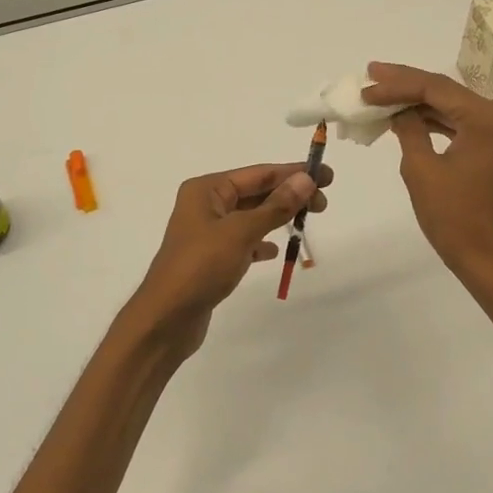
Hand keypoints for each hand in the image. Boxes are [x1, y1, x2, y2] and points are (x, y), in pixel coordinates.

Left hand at [123, 161, 331, 354]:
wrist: (166, 319)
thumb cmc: (201, 267)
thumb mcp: (241, 233)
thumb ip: (275, 206)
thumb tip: (306, 180)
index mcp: (206, 190)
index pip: (258, 174)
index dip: (293, 174)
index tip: (325, 176)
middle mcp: (205, 205)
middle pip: (255, 192)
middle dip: (288, 195)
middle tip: (323, 204)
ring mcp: (207, 232)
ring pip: (251, 217)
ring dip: (278, 217)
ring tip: (307, 221)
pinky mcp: (211, 258)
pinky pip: (243, 241)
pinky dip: (261, 242)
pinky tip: (276, 251)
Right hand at [361, 62, 492, 290]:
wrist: (490, 259)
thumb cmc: (454, 218)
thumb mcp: (422, 170)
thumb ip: (408, 130)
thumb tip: (397, 111)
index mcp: (486, 118)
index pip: (435, 88)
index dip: (396, 85)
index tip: (366, 86)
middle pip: (445, 91)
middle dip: (405, 84)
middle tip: (370, 75)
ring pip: (451, 106)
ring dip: (416, 101)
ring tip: (380, 93)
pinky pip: (459, 124)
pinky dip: (432, 120)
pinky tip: (404, 116)